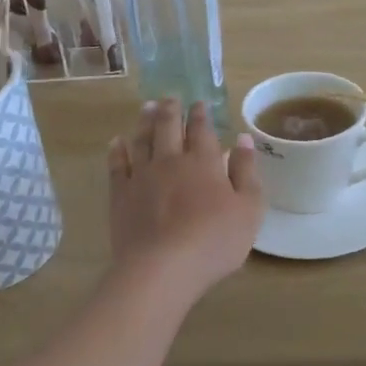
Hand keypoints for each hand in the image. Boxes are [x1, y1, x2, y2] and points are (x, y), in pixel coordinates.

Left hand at [107, 100, 263, 303]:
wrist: (162, 268)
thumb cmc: (214, 241)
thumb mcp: (249, 209)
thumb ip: (246, 172)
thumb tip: (243, 139)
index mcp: (204, 162)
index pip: (202, 130)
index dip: (201, 115)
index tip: (200, 103)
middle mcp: (170, 160)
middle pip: (168, 127)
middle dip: (171, 110)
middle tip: (170, 97)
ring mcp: (141, 176)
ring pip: (142, 140)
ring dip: (145, 121)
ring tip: (147, 107)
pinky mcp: (120, 195)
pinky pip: (117, 165)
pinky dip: (118, 150)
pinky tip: (117, 142)